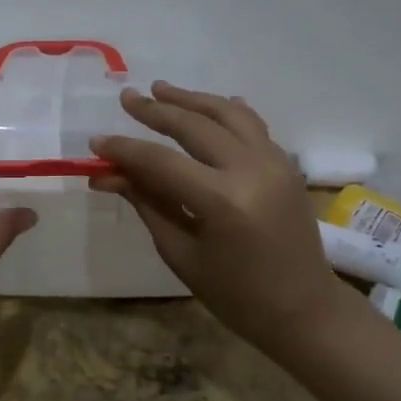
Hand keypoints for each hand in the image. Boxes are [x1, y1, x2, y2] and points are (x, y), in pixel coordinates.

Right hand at [90, 82, 356, 360]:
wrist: (305, 310)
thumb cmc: (236, 295)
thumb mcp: (181, 253)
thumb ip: (146, 203)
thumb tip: (106, 174)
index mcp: (223, 200)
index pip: (160, 162)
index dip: (125, 149)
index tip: (96, 142)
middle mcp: (252, 170)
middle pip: (194, 125)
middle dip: (156, 110)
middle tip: (127, 98)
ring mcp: (275, 162)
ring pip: (227, 113)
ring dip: (191, 99)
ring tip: (160, 89)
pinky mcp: (287, 164)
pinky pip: (252, 125)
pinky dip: (226, 111)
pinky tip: (207, 105)